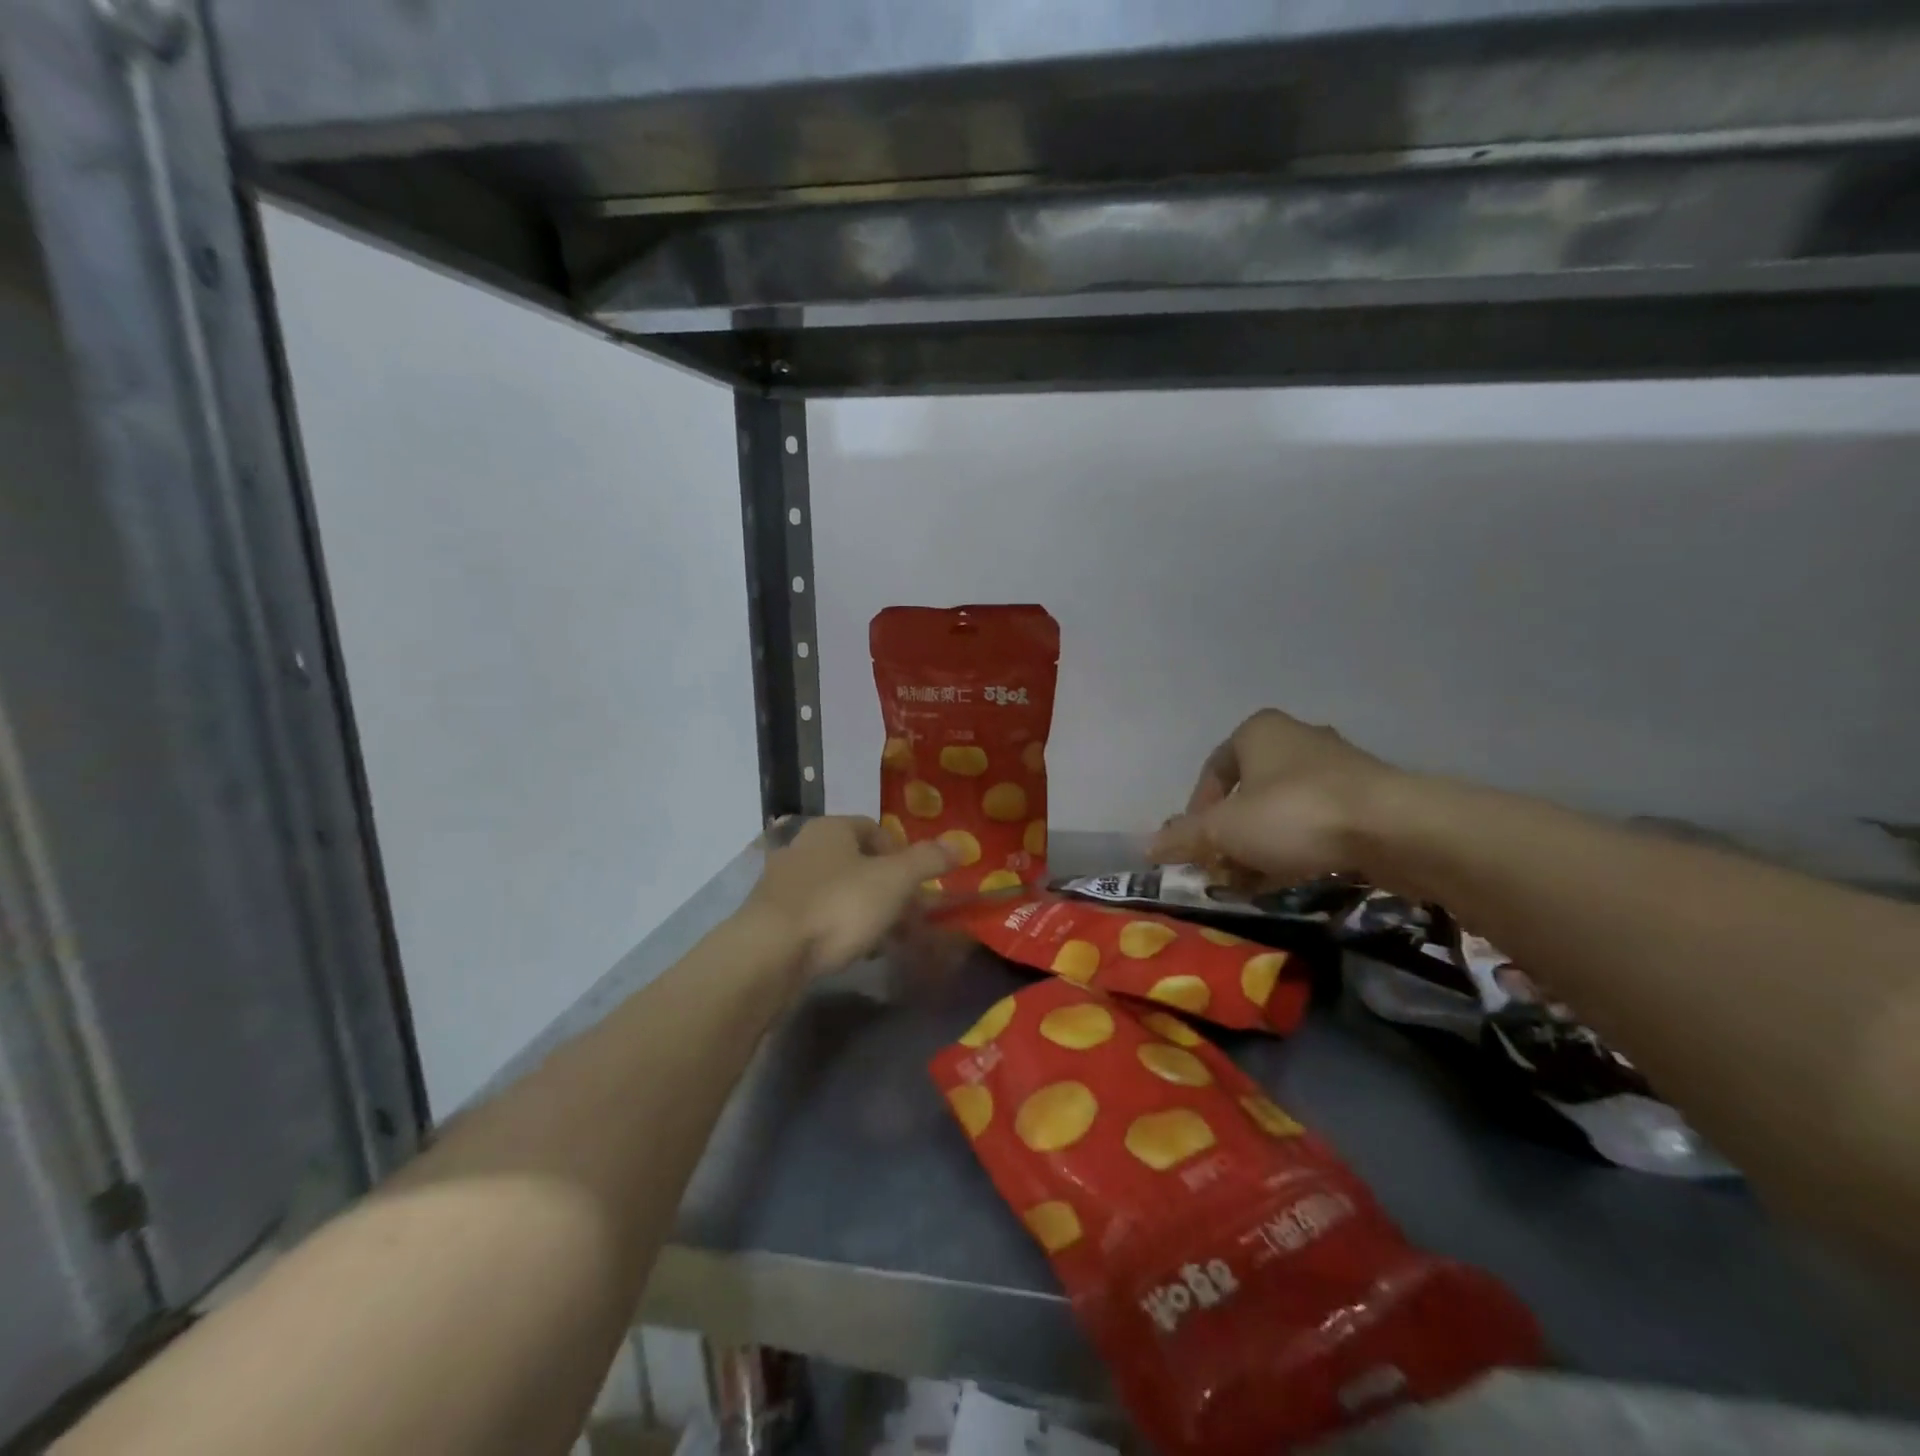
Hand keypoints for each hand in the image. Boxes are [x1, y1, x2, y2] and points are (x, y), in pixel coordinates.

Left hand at [744, 817, 951, 976]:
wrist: (769, 954)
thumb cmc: (838, 905)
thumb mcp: (894, 880)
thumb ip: (928, 860)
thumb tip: (960, 843)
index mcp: (830, 828)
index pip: (874, 829)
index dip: (901, 854)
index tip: (916, 885)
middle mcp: (802, 847)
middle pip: (856, 863)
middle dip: (886, 889)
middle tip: (906, 918)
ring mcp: (781, 883)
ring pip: (837, 892)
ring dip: (864, 912)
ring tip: (884, 941)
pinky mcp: (770, 918)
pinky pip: (816, 917)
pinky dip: (838, 929)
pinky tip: (851, 953)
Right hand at [1151, 709, 1392, 883]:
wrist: (1395, 829)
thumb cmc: (1294, 814)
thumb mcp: (1225, 830)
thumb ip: (1185, 838)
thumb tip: (1148, 848)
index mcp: (1258, 731)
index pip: (1212, 770)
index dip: (1197, 811)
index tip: (1196, 846)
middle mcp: (1297, 740)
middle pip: (1247, 794)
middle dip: (1230, 835)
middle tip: (1223, 868)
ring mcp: (1337, 768)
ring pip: (1282, 812)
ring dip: (1261, 847)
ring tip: (1253, 883)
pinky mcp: (1367, 799)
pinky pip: (1316, 825)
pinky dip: (1297, 850)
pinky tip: (1291, 879)